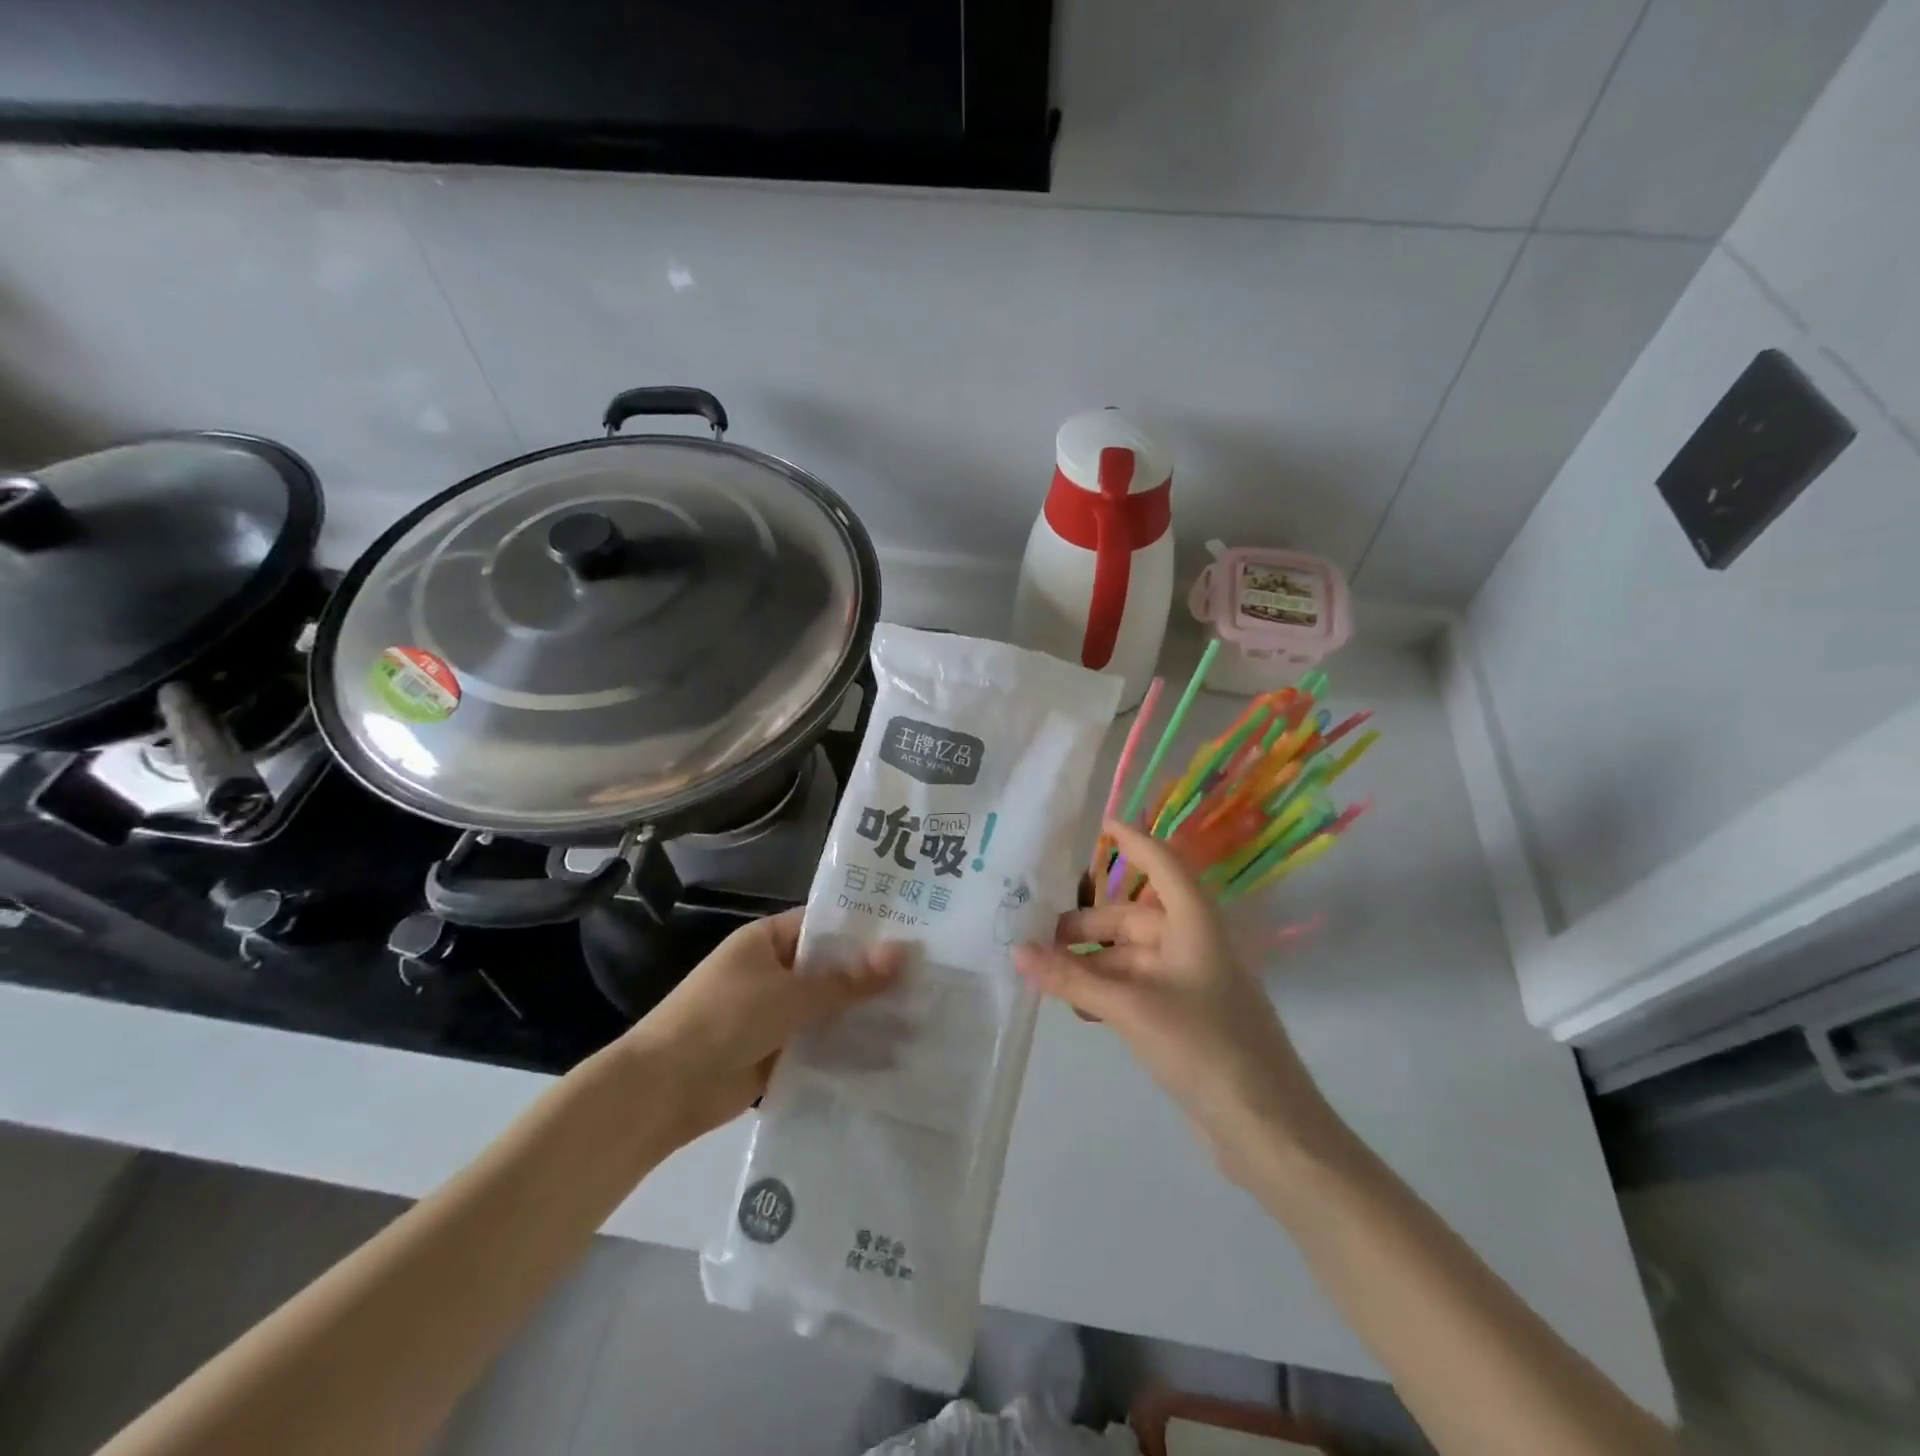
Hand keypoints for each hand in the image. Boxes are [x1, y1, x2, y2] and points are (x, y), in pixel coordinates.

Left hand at [625, 910, 901, 1140]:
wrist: (665, 1089)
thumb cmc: (725, 1019)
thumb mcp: (790, 994)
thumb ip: (848, 980)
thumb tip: (903, 953)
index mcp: (768, 940)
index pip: (825, 924)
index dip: (865, 928)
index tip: (913, 933)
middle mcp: (773, 971)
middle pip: (830, 968)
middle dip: (871, 975)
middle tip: (930, 975)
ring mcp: (775, 1013)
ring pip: (828, 1007)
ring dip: (862, 1013)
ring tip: (923, 1012)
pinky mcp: (777, 1052)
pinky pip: (819, 1042)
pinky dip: (846, 1046)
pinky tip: (891, 1051)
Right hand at [1013, 820, 1334, 1183]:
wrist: (1266, 1128)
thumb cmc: (1203, 1046)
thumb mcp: (1130, 1007)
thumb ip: (1072, 978)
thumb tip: (1016, 952)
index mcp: (1194, 923)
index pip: (1162, 863)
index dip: (1133, 841)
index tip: (1099, 825)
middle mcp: (1192, 944)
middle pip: (1131, 917)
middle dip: (1085, 926)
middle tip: (1036, 936)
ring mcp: (1189, 983)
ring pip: (1129, 957)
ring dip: (1090, 963)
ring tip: (1044, 973)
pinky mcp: (1184, 1018)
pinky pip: (1136, 989)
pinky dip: (1105, 991)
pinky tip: (1075, 1007)